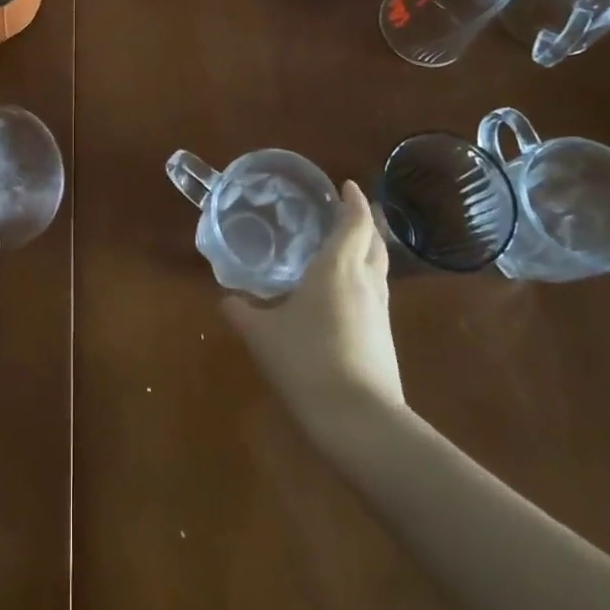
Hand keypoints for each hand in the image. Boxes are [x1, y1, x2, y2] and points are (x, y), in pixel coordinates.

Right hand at [222, 181, 404, 434]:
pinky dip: (364, 280)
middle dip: (365, 222)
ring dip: (367, 251)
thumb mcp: (262, 336)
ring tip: (346, 247)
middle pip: (374, 242)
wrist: (360, 423)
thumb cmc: (307, 362)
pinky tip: (344, 295)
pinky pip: (375, 295)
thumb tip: (225, 300)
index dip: (353, 201)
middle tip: (348, 210)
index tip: (347, 185)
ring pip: (379, 269)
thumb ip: (242, 313)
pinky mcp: (384, 340)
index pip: (353, 223)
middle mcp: (364, 283)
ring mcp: (379, 313)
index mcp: (336, 268)